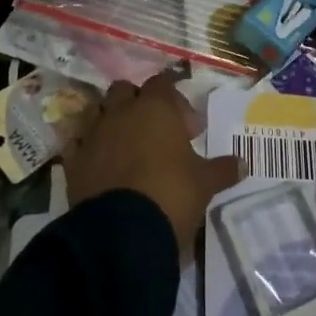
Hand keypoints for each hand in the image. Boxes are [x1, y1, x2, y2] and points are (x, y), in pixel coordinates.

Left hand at [64, 72, 239, 255]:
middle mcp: (120, 112)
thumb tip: (243, 163)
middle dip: (137, 104)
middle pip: (124, 90)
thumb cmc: (171, 194)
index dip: (175, 101)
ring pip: (96, 111)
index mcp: (155, 108)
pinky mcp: (72, 161)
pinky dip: (88, 149)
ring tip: (125, 147)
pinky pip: (77, 144)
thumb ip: (222, 169)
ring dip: (109, 121)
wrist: (121, 233)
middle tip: (155, 132)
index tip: (188, 129)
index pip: (162, 83)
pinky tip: (99, 166)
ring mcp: (92, 135)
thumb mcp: (205, 184)